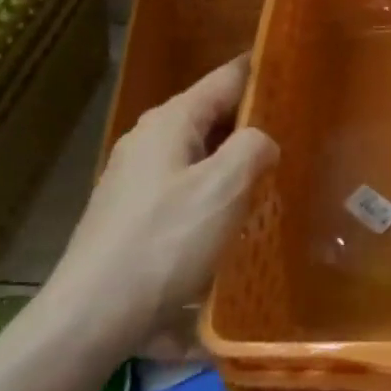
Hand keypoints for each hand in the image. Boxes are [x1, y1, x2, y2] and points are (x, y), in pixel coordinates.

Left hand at [38, 55, 278, 350]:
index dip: (264, 72)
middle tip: (301, 133)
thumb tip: (262, 142)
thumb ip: (253, 147)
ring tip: (274, 176)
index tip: (300, 73)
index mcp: (170, 121)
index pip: (228, 77)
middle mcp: (149, 138)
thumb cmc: (163, 244)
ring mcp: (135, 177)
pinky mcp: (132, 214)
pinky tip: (233, 218)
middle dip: (254, 122)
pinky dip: (213, 192)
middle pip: (213, 115)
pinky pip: (184, 186)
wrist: (90, 318)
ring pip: (199, 154)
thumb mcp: (223, 188)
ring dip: (235, 161)